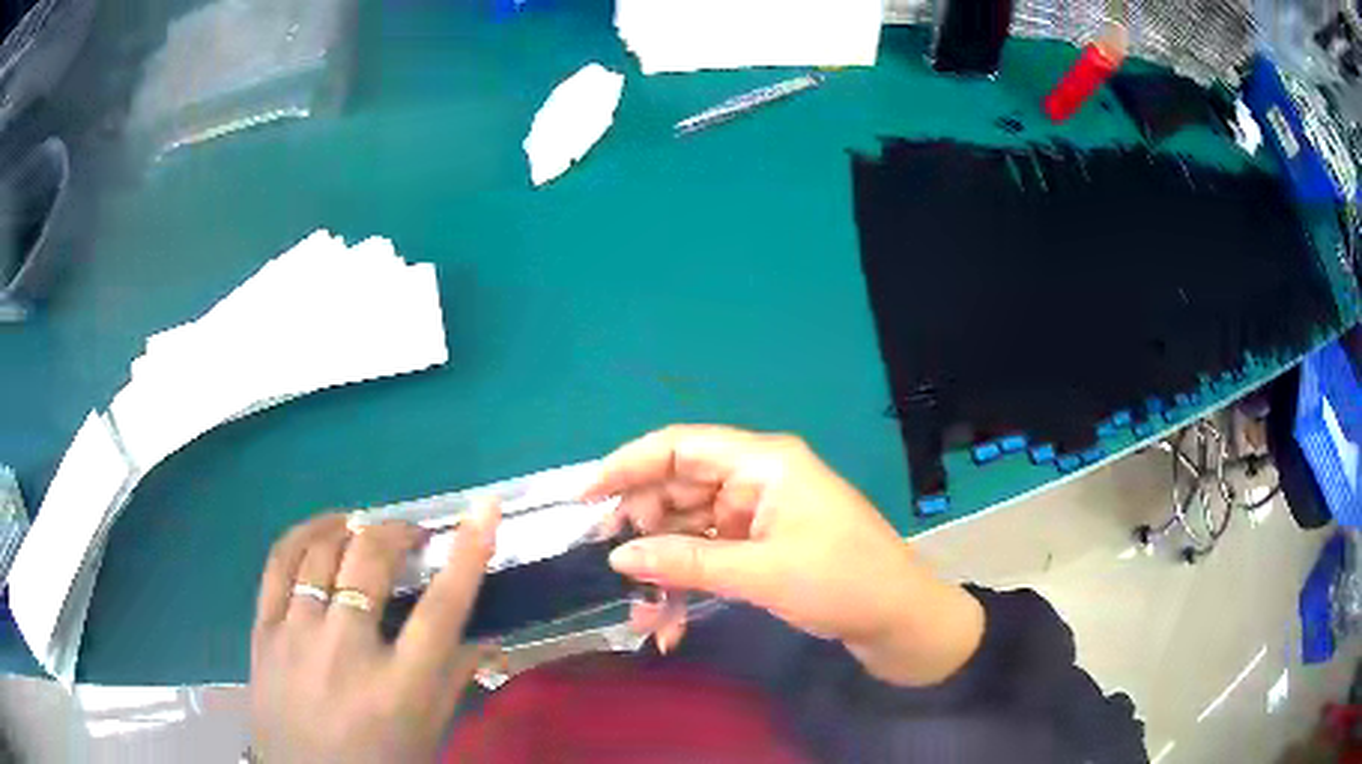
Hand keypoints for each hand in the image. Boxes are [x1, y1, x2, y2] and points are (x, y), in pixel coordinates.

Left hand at [249, 501, 500, 762]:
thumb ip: (455, 681)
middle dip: (398, 533)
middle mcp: (347, 652)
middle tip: (412, 535)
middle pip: (371, 563)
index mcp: (401, 687)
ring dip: (352, 529)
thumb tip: (490, 640)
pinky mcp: (264, 631)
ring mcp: (298, 635)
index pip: (442, 607)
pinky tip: (322, 529)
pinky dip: (303, 535)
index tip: (484, 509)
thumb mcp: (429, 733)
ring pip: (323, 554)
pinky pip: (278, 564)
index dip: (468, 553)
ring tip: (367, 529)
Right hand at [584, 425, 983, 685]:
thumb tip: (619, 556)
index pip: (680, 446)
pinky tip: (671, 621)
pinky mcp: (763, 547)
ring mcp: (760, 515)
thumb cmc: (843, 583)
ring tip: (640, 611)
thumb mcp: (762, 574)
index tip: (584, 497)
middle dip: (642, 527)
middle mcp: (758, 479)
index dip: (627, 464)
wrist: (901, 620)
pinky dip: (689, 582)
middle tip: (608, 564)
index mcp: (764, 463)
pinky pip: (711, 555)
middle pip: (680, 487)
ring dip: (664, 566)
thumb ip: (687, 561)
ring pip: (691, 528)